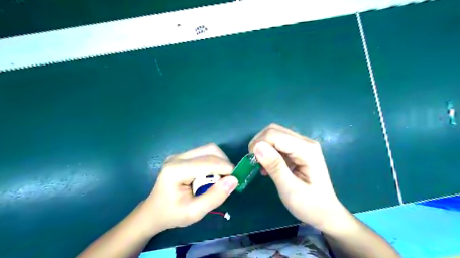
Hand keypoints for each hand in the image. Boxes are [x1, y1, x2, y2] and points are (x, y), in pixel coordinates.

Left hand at [143, 144, 236, 232]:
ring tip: (220, 178)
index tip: (236, 180)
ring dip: (219, 162)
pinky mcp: (183, 157)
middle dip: (224, 163)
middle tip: (228, 179)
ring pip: (208, 149)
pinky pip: (204, 153)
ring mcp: (179, 155)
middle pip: (209, 150)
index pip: (208, 162)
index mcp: (176, 170)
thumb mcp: (194, 212)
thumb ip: (215, 197)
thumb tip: (234, 180)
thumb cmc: (172, 214)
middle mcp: (178, 157)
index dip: (226, 168)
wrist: (153, 212)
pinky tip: (211, 176)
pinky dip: (213, 162)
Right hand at [251, 124, 350, 232]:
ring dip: (263, 147)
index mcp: (306, 150)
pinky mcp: (298, 150)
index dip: (259, 144)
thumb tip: (257, 147)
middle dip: (259, 143)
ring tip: (260, 166)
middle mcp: (305, 142)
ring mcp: (302, 145)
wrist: (326, 213)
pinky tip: (268, 167)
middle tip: (254, 162)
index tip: (252, 162)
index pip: (274, 134)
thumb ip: (275, 166)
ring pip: (275, 135)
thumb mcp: (290, 189)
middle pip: (274, 130)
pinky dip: (269, 152)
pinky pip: (278, 143)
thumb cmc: (309, 205)